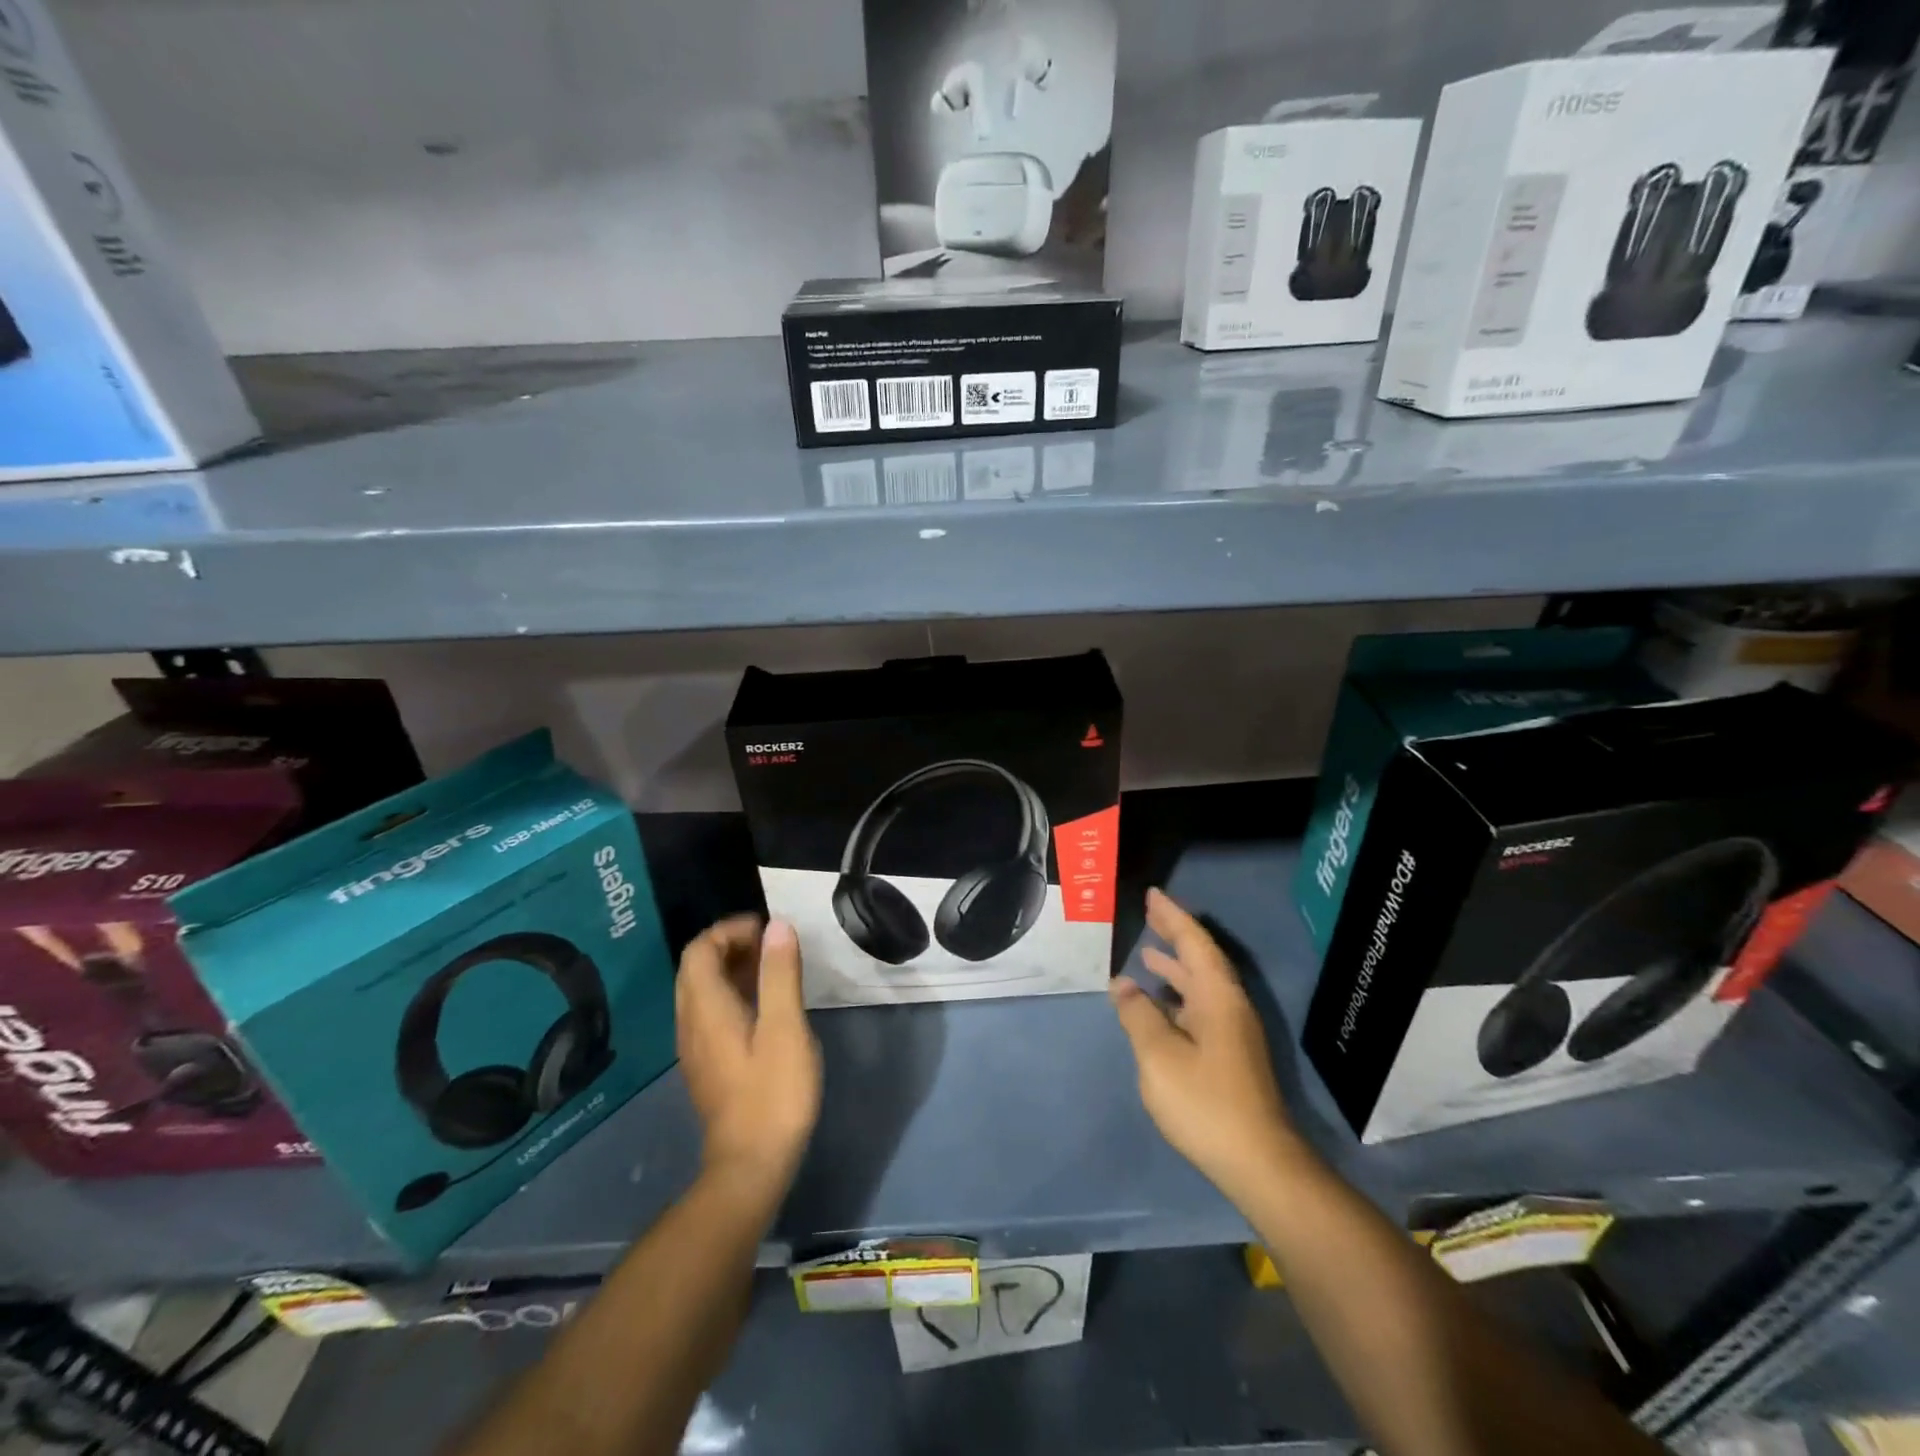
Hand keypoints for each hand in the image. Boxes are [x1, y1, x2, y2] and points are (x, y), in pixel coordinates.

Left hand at [676, 917, 821, 1200]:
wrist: (750, 1165)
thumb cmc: (773, 1092)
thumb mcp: (785, 1027)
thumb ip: (780, 974)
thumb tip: (778, 926)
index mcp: (706, 1009)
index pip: (700, 950)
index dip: (730, 930)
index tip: (768, 930)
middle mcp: (690, 1022)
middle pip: (695, 967)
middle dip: (730, 945)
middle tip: (771, 946)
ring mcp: (695, 1046)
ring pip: (701, 990)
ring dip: (731, 969)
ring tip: (772, 969)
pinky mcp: (706, 1064)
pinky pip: (709, 1012)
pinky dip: (731, 994)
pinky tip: (764, 1006)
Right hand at [1111, 889, 1299, 1201]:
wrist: (1258, 1163)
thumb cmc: (1205, 1102)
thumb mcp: (1159, 1055)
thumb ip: (1138, 1015)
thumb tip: (1124, 985)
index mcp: (1217, 997)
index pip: (1194, 943)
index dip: (1172, 917)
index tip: (1152, 894)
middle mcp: (1229, 1007)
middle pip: (1201, 960)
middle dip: (1175, 936)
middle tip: (1150, 913)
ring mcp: (1233, 1033)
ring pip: (1201, 986)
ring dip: (1176, 967)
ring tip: (1148, 955)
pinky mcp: (1230, 1056)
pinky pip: (1200, 1008)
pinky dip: (1177, 996)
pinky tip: (1159, 1006)